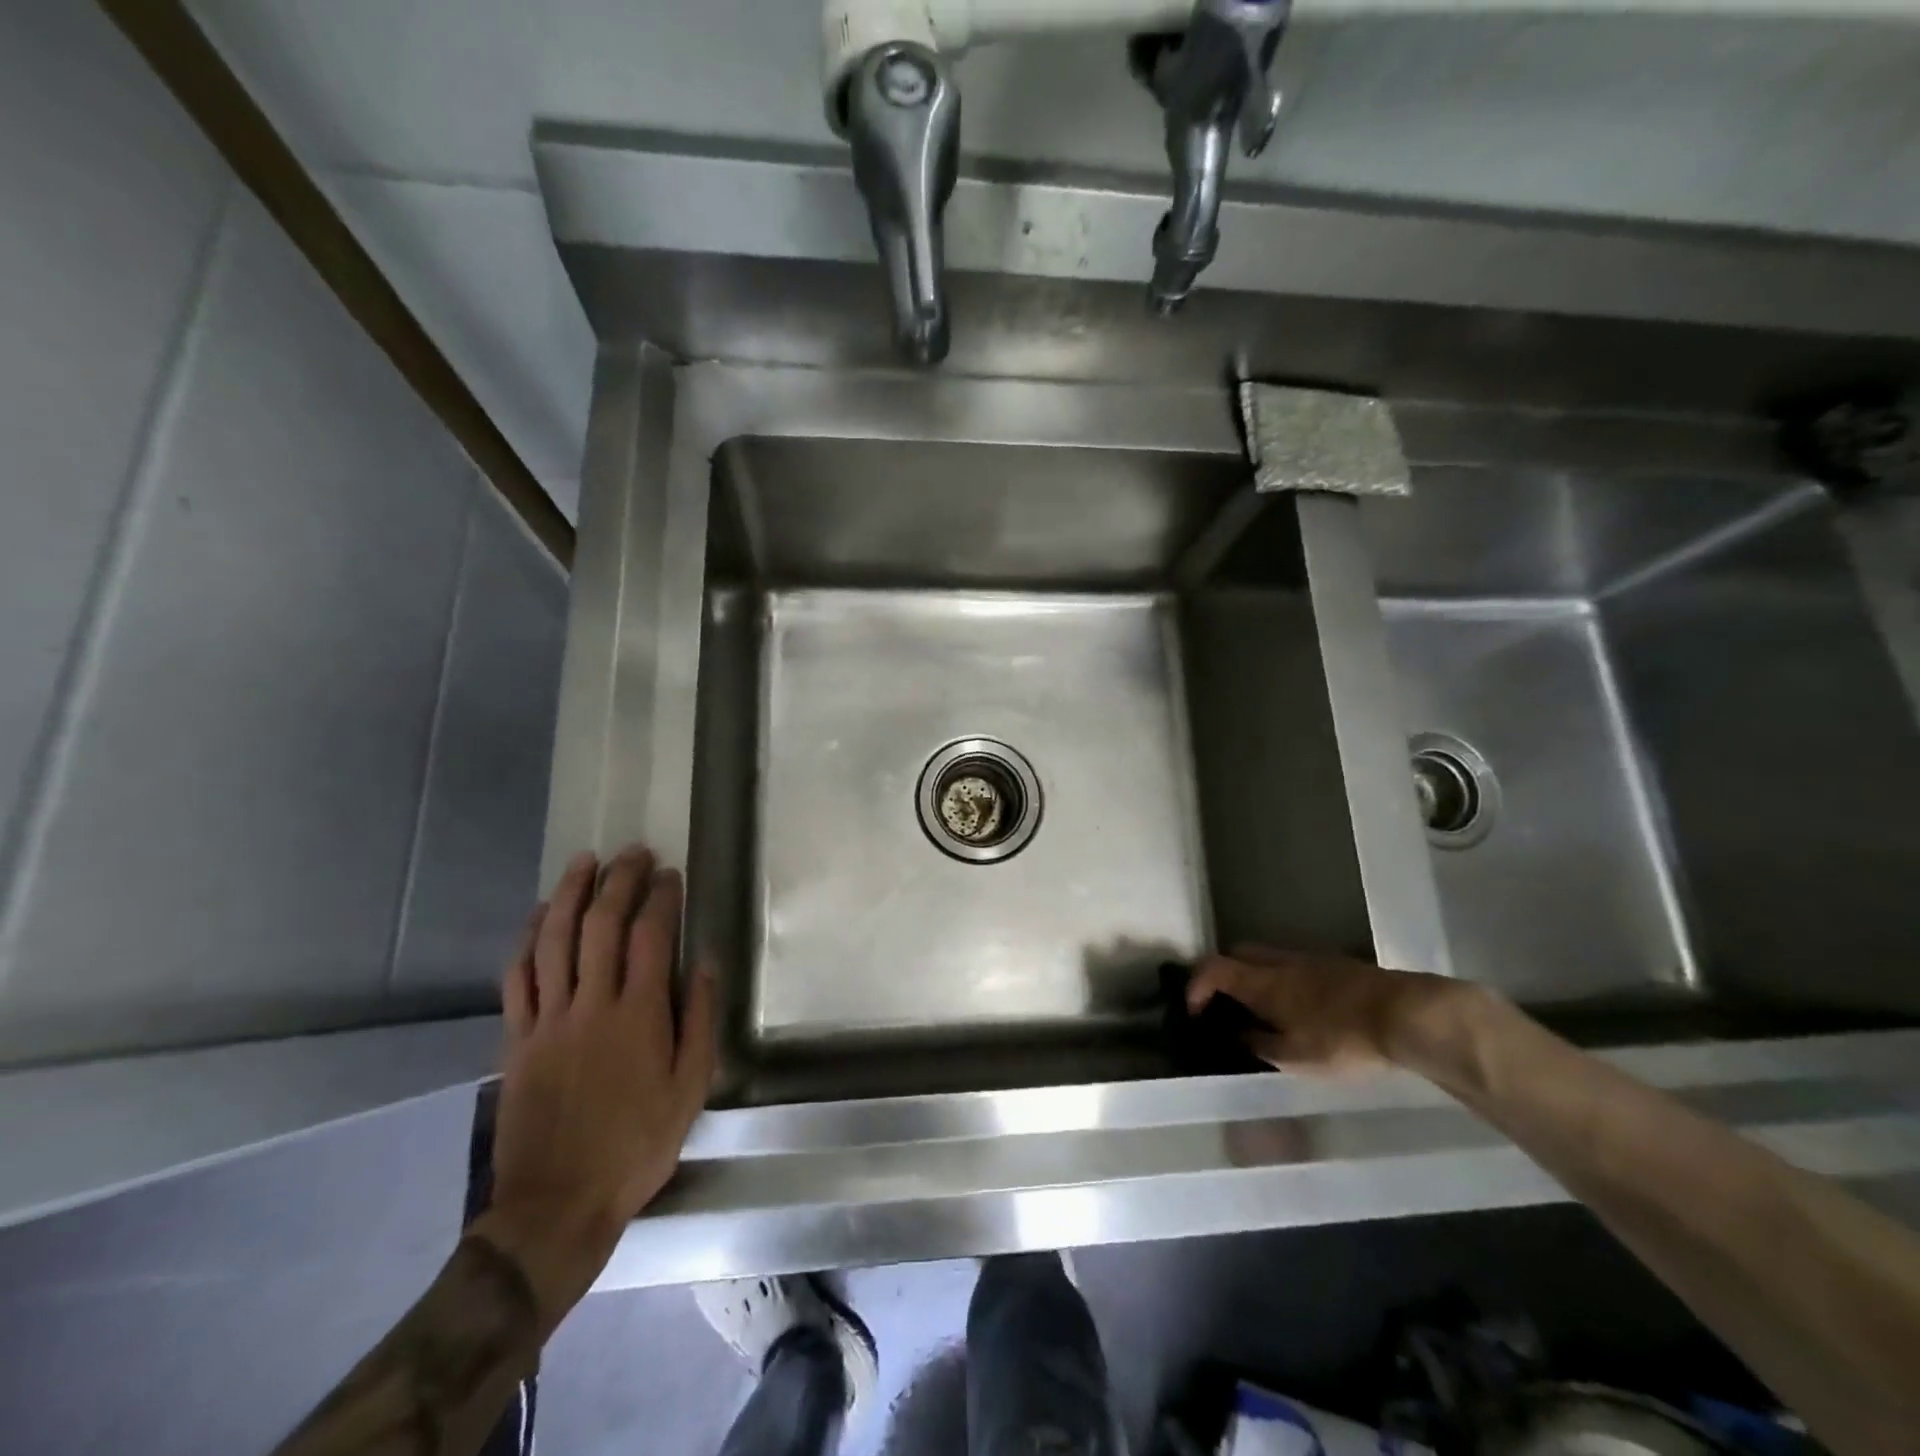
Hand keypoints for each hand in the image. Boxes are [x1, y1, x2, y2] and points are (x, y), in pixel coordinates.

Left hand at [473, 845, 714, 1331]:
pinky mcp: (517, 1039)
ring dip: (570, 895)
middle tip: (632, 853)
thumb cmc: (637, 1144)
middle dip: (618, 881)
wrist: (557, 1203)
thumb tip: (702, 963)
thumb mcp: (690, 1087)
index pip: (649, 936)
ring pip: (555, 941)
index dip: (660, 898)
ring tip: (584, 862)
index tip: (669, 874)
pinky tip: (540, 916)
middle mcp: (592, 1005)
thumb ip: (698, 1020)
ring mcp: (548, 1019)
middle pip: (601, 925)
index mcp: (639, 1015)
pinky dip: (528, 939)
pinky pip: (518, 977)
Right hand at [1186, 944, 1466, 1073]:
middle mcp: (1279, 962)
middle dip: (1224, 973)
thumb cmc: (1342, 1039)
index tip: (1193, 1010)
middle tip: (1226, 1004)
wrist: (1404, 1014)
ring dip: (1256, 976)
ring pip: (1268, 957)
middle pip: (1238, 952)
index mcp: (1261, 982)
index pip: (1213, 968)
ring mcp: (1310, 959)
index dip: (1196, 985)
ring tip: (1263, 1009)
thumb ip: (1260, 1045)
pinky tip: (1300, 1008)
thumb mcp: (1294, 1058)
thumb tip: (1239, 1035)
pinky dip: (1284, 980)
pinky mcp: (1337, 965)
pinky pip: (1295, 965)